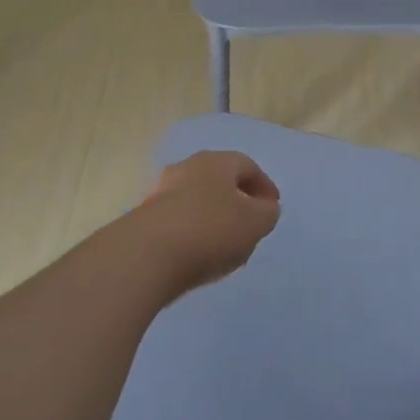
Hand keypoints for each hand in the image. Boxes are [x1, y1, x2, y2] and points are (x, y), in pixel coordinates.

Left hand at [128, 150, 280, 298]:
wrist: (146, 255)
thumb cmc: (210, 230)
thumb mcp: (255, 223)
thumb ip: (267, 213)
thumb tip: (265, 208)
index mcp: (215, 162)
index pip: (247, 165)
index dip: (264, 186)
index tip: (273, 208)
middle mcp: (186, 168)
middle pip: (220, 181)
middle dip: (239, 203)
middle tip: (251, 227)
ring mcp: (162, 192)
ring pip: (199, 202)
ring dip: (216, 220)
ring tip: (227, 248)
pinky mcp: (146, 218)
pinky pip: (180, 221)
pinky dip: (195, 234)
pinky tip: (201, 257)